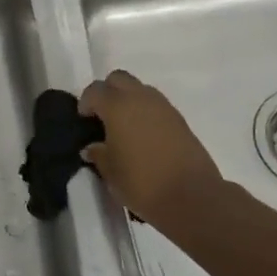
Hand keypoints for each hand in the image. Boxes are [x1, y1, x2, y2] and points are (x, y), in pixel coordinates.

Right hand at [79, 69, 224, 225]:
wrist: (192, 196)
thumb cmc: (142, 182)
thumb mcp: (110, 172)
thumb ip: (98, 154)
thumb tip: (93, 147)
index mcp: (118, 106)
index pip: (95, 91)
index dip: (86, 103)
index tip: (84, 120)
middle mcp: (140, 98)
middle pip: (119, 79)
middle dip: (107, 92)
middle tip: (102, 116)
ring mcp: (164, 107)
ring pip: (140, 89)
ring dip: (128, 100)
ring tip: (123, 128)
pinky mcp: (180, 120)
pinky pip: (156, 105)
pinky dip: (145, 112)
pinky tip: (143, 137)